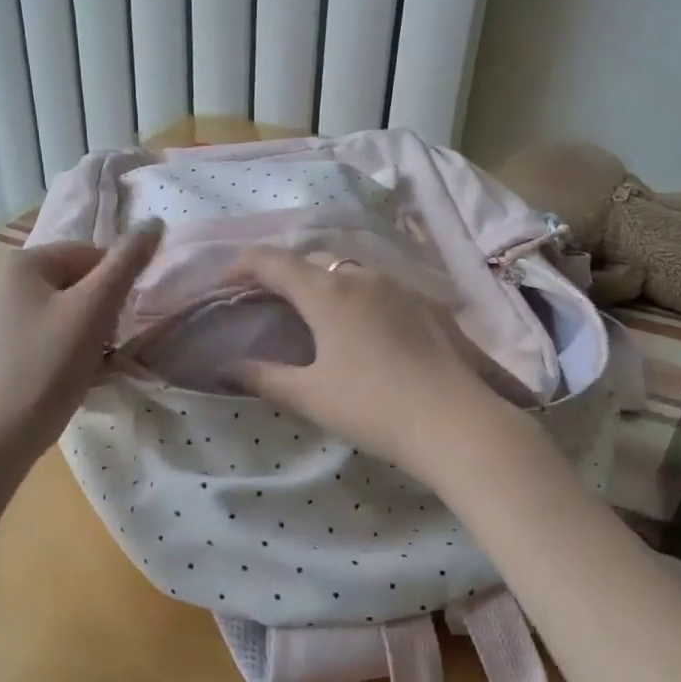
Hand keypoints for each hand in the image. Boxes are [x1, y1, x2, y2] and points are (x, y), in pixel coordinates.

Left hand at [0, 225, 162, 459]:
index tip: (121, 322)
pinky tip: (66, 377)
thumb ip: (126, 263)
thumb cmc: (49, 367)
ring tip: (89, 366)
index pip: (88, 255)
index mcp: (19, 263)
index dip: (115, 286)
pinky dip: (57, 348)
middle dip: (97, 312)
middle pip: (70, 283)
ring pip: (54, 311)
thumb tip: (154, 222)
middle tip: (107, 348)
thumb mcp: (94, 310)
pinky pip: (35, 334)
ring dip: (82, 332)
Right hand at [226, 247, 521, 485]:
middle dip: (284, 273)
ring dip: (325, 283)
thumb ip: (263, 377)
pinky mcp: (429, 303)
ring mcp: (401, 286)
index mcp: (327, 291)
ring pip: (351, 271)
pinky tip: (367, 329)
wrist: (456, 420)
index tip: (225, 282)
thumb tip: (224, 367)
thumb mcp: (310, 396)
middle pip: (312, 261)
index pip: (272, 261)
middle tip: (269, 301)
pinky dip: (361, 297)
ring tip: (317, 314)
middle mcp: (362, 276)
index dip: (242, 265)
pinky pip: (383, 288)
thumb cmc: (372, 406)